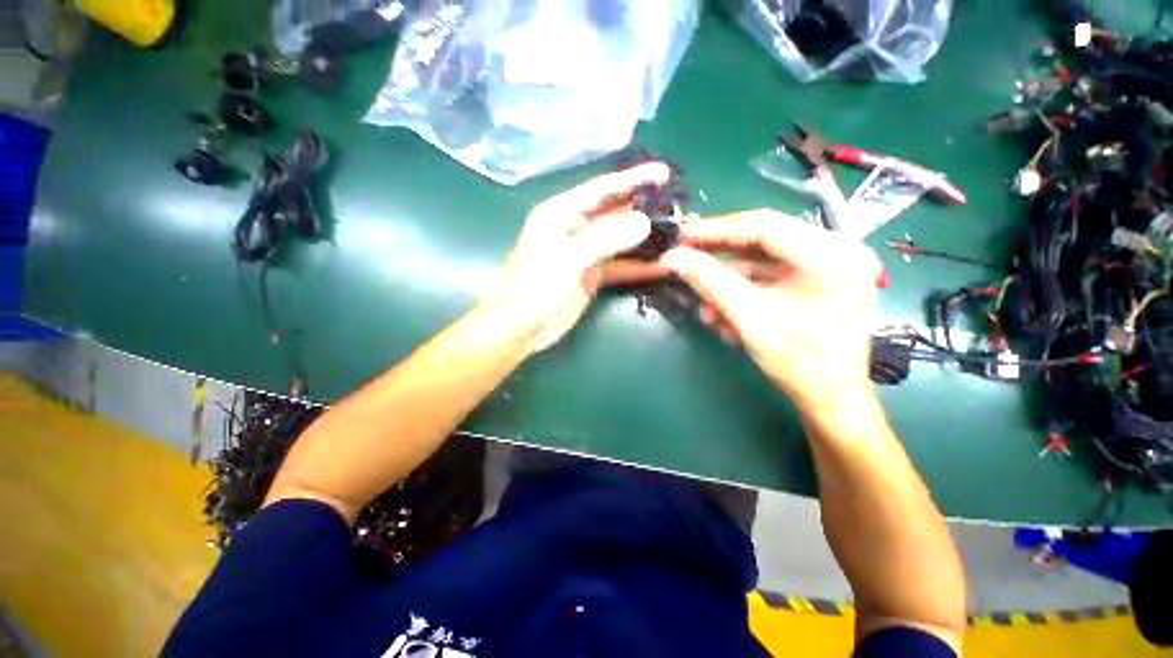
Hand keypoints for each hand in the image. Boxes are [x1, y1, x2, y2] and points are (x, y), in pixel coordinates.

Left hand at [487, 162, 671, 351]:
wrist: (522, 328)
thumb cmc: (535, 288)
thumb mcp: (568, 259)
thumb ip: (605, 239)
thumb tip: (644, 223)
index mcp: (560, 213)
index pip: (601, 189)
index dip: (632, 179)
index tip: (663, 173)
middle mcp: (574, 228)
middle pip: (614, 213)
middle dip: (643, 209)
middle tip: (676, 207)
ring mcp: (584, 253)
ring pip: (619, 240)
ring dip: (644, 239)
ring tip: (676, 234)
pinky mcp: (591, 275)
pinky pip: (619, 266)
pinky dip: (638, 266)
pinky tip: (661, 265)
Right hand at [661, 210, 881, 410]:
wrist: (830, 399)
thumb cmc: (798, 363)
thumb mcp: (749, 318)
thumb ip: (709, 282)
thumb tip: (672, 258)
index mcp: (832, 256)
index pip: (765, 227)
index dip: (717, 230)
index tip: (683, 236)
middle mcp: (838, 251)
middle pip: (764, 242)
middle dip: (720, 258)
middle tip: (686, 261)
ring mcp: (830, 266)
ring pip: (763, 262)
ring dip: (729, 283)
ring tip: (705, 308)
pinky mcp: (818, 281)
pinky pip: (772, 277)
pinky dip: (744, 292)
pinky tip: (724, 316)